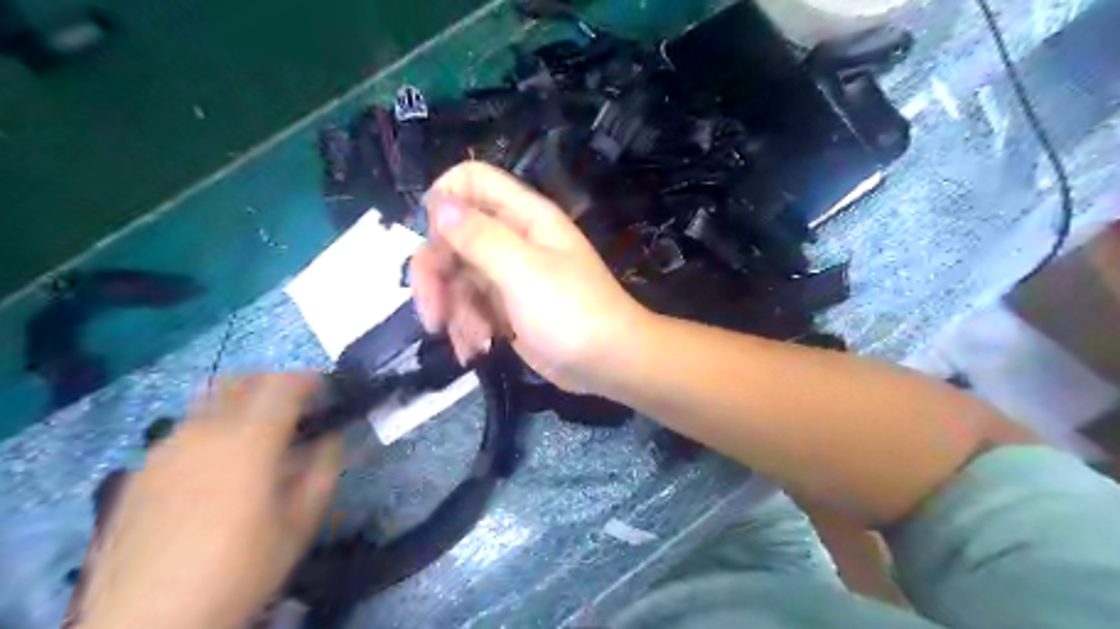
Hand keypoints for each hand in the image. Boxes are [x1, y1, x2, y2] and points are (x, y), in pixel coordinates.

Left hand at [76, 374, 339, 628]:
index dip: (311, 379)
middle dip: (275, 383)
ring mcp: (165, 449)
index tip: (328, 391)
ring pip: (209, 401)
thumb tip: (333, 436)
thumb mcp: (301, 522)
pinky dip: (212, 428)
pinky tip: (219, 465)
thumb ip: (324, 468)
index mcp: (249, 440)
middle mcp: (203, 431)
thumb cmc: (241, 569)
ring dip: (243, 404)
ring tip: (259, 435)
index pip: (284, 383)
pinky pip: (185, 429)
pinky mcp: (140, 471)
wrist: (146, 625)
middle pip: (243, 380)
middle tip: (297, 408)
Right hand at [409, 161, 648, 392]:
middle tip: (434, 315)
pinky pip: (470, 306)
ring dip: (453, 312)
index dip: (443, 202)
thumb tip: (438, 202)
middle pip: (452, 236)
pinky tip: (478, 351)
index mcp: (523, 216)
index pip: (471, 181)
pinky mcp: (506, 307)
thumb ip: (479, 236)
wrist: (610, 364)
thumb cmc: (572, 313)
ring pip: (456, 277)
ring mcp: (508, 274)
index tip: (433, 243)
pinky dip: (467, 328)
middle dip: (436, 276)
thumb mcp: (523, 272)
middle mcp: (513, 239)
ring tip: (471, 345)